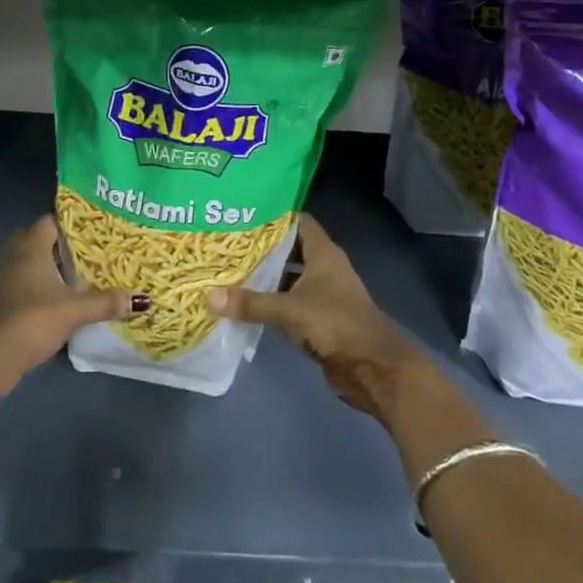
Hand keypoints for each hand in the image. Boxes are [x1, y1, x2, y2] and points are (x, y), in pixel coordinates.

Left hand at [0, 215, 143, 387]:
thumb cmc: (34, 319)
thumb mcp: (75, 311)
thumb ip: (106, 302)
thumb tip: (141, 299)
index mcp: (31, 247)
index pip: (49, 221)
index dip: (68, 224)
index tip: (89, 232)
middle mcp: (13, 255)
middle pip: (34, 238)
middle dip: (54, 245)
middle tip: (80, 255)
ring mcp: (1, 277)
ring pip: (24, 260)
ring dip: (42, 266)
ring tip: (69, 277)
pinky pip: (17, 280)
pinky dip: (32, 284)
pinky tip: (50, 300)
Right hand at [208, 214, 428, 420]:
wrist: (373, 368)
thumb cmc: (335, 324)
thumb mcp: (289, 310)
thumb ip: (251, 303)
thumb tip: (209, 296)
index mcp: (323, 253)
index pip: (298, 221)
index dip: (274, 215)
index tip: (244, 213)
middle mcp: (325, 267)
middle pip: (291, 248)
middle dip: (263, 247)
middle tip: (230, 242)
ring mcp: (325, 294)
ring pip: (291, 276)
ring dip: (268, 276)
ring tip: (232, 269)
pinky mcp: (322, 319)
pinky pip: (292, 302)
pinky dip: (274, 301)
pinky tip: (249, 303)